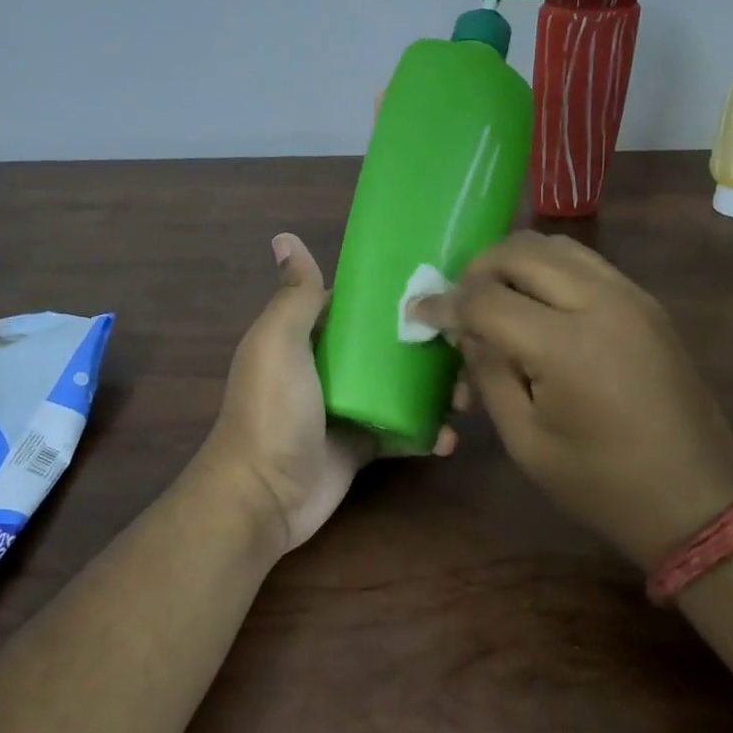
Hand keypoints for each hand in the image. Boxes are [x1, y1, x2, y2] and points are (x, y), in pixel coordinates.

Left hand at [203, 233, 454, 556]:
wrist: (264, 495)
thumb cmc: (272, 410)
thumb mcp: (279, 343)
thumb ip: (296, 295)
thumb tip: (285, 237)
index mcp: (309, 336)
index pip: (358, 306)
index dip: (396, 296)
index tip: (443, 288)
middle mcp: (331, 367)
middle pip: (388, 347)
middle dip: (428, 346)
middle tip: (468, 347)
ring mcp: (349, 408)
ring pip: (402, 389)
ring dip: (436, 390)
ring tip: (467, 396)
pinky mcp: (363, 446)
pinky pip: (403, 433)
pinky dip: (427, 434)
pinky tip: (450, 438)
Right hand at [412, 232, 732, 570]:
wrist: (697, 501)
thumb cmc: (601, 485)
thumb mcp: (526, 440)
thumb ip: (489, 373)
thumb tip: (465, 331)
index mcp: (566, 346)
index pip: (486, 299)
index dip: (443, 304)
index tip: (418, 313)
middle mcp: (601, 303)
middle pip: (521, 252)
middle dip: (477, 270)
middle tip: (458, 302)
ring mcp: (631, 296)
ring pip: (557, 246)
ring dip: (514, 262)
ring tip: (493, 297)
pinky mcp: (647, 303)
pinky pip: (586, 263)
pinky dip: (549, 269)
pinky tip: (535, 305)